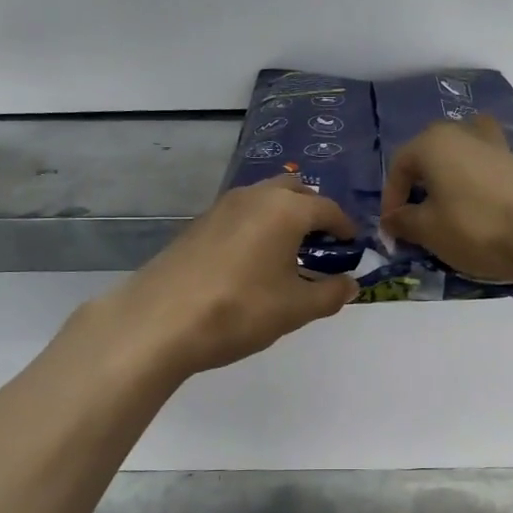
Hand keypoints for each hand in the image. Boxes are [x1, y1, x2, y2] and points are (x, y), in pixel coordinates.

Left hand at [104, 176, 360, 375]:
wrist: (160, 322)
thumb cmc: (240, 311)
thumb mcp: (296, 309)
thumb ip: (330, 293)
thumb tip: (350, 284)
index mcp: (285, 209)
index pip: (328, 208)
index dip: (345, 228)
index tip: (352, 248)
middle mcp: (254, 196)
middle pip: (295, 190)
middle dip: (313, 212)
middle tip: (320, 246)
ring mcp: (221, 207)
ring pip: (264, 198)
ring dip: (282, 217)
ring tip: (287, 255)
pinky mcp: (197, 224)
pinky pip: (240, 215)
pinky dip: (256, 227)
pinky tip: (251, 262)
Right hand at [381, 117, 512, 283]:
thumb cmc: (475, 226)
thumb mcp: (428, 230)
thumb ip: (404, 221)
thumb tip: (392, 218)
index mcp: (433, 141)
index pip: (399, 166)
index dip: (391, 199)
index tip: (392, 229)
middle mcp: (463, 132)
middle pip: (431, 156)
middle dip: (420, 187)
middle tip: (417, 218)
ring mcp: (496, 145)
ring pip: (461, 160)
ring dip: (449, 183)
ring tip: (448, 211)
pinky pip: (486, 172)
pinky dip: (476, 189)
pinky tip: (480, 214)